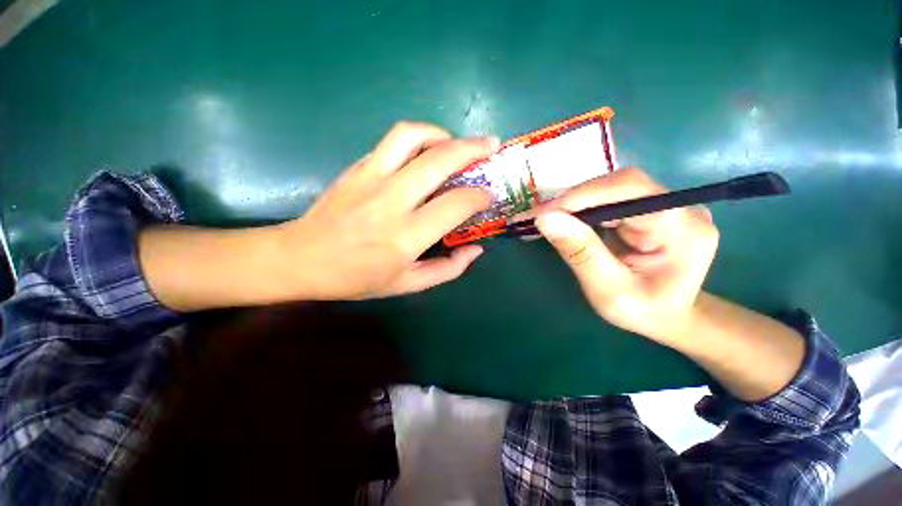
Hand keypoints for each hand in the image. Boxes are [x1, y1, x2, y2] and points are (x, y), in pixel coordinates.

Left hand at [276, 122, 498, 299]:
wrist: (300, 259)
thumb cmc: (355, 278)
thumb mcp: (407, 285)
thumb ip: (447, 269)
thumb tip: (475, 250)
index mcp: (405, 236)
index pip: (455, 204)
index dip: (480, 196)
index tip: (489, 196)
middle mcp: (391, 200)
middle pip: (440, 159)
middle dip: (473, 148)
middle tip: (491, 145)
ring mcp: (370, 178)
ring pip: (412, 136)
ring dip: (442, 134)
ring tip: (455, 144)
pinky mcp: (357, 167)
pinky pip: (393, 141)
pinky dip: (418, 138)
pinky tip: (426, 151)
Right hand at [535, 168, 718, 344]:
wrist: (669, 317)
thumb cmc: (643, 312)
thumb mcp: (608, 291)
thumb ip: (580, 253)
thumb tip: (545, 218)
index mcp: (682, 229)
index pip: (629, 189)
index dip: (582, 196)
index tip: (542, 214)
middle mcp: (679, 207)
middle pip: (618, 185)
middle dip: (572, 201)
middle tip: (537, 219)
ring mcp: (665, 205)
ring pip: (610, 190)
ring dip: (573, 205)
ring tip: (545, 221)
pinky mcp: (649, 209)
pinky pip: (608, 200)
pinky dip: (580, 210)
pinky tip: (564, 222)